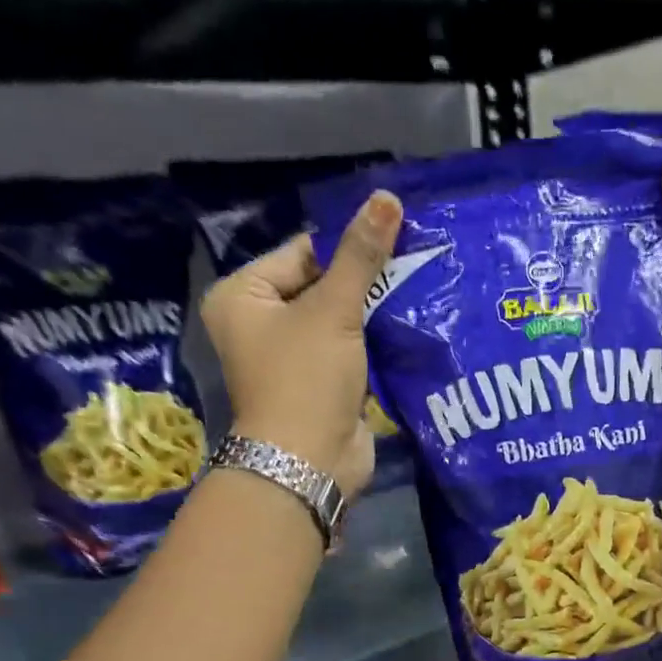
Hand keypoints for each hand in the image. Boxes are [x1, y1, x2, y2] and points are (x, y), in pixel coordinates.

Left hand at [199, 191, 401, 493]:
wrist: (310, 462)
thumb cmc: (306, 378)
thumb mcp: (333, 310)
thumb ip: (361, 256)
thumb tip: (387, 198)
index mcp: (243, 296)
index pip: (301, 252)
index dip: (347, 244)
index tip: (396, 236)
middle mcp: (260, 324)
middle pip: (320, 285)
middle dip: (365, 279)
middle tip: (414, 260)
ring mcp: (291, 358)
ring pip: (338, 320)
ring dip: (374, 311)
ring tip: (418, 288)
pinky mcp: (319, 384)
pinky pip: (349, 351)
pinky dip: (374, 342)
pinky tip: (409, 326)